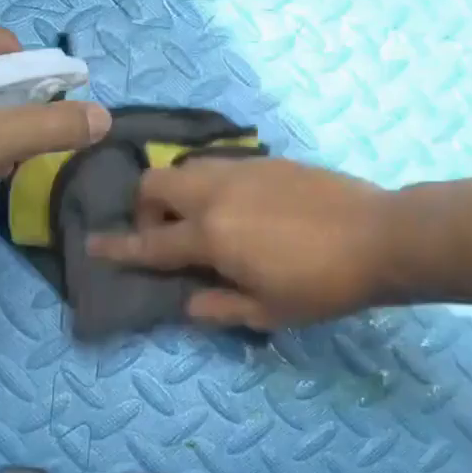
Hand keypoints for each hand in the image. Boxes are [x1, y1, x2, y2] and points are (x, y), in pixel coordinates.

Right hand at [89, 157, 392, 328]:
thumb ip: (217, 306)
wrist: (380, 236)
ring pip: (187, 168)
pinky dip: (210, 184)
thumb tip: (187, 302)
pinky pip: (220, 164)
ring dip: (178, 192)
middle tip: (167, 236)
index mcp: (210, 235)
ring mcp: (243, 169)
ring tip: (203, 221)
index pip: (149, 242)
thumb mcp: (267, 311)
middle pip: (154, 183)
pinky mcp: (268, 160)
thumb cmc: (322, 285)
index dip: (116, 247)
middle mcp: (216, 193)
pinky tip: (239, 207)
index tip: (91, 243)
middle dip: (144, 208)